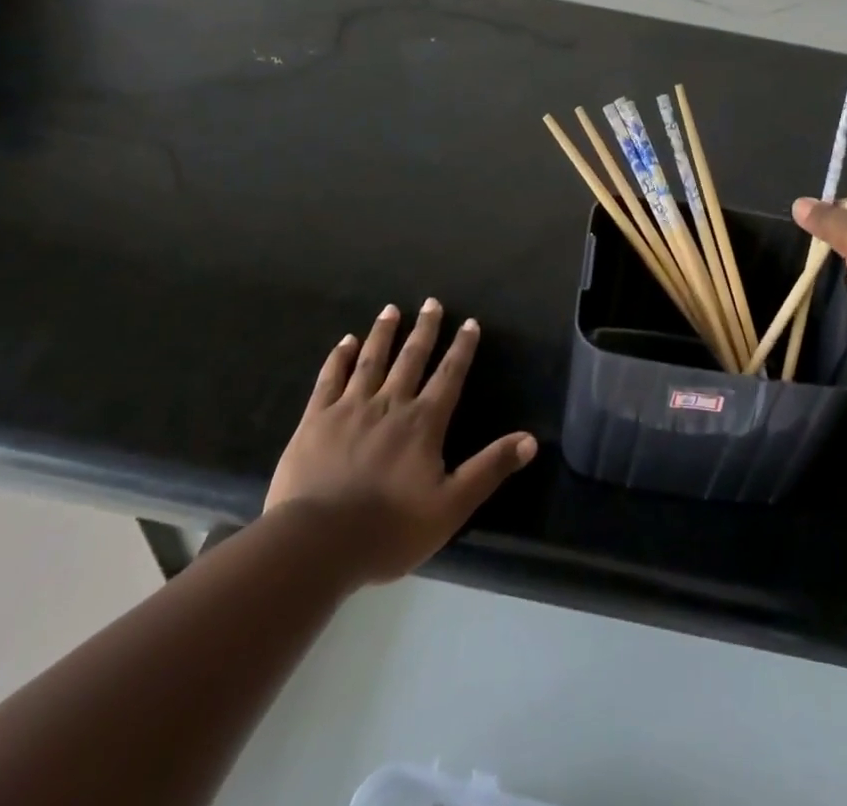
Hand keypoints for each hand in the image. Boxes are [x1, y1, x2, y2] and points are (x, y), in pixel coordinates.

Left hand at [264, 299, 536, 585]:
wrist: (318, 543)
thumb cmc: (390, 529)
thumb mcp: (452, 506)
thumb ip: (490, 468)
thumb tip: (531, 439)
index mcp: (423, 422)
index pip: (449, 376)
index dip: (462, 348)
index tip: (469, 323)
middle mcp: (390, 404)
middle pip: (411, 358)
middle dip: (424, 329)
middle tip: (431, 302)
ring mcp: (350, 408)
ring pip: (372, 360)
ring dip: (383, 333)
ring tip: (391, 309)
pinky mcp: (316, 420)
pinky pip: (330, 379)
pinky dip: (340, 358)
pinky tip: (345, 342)